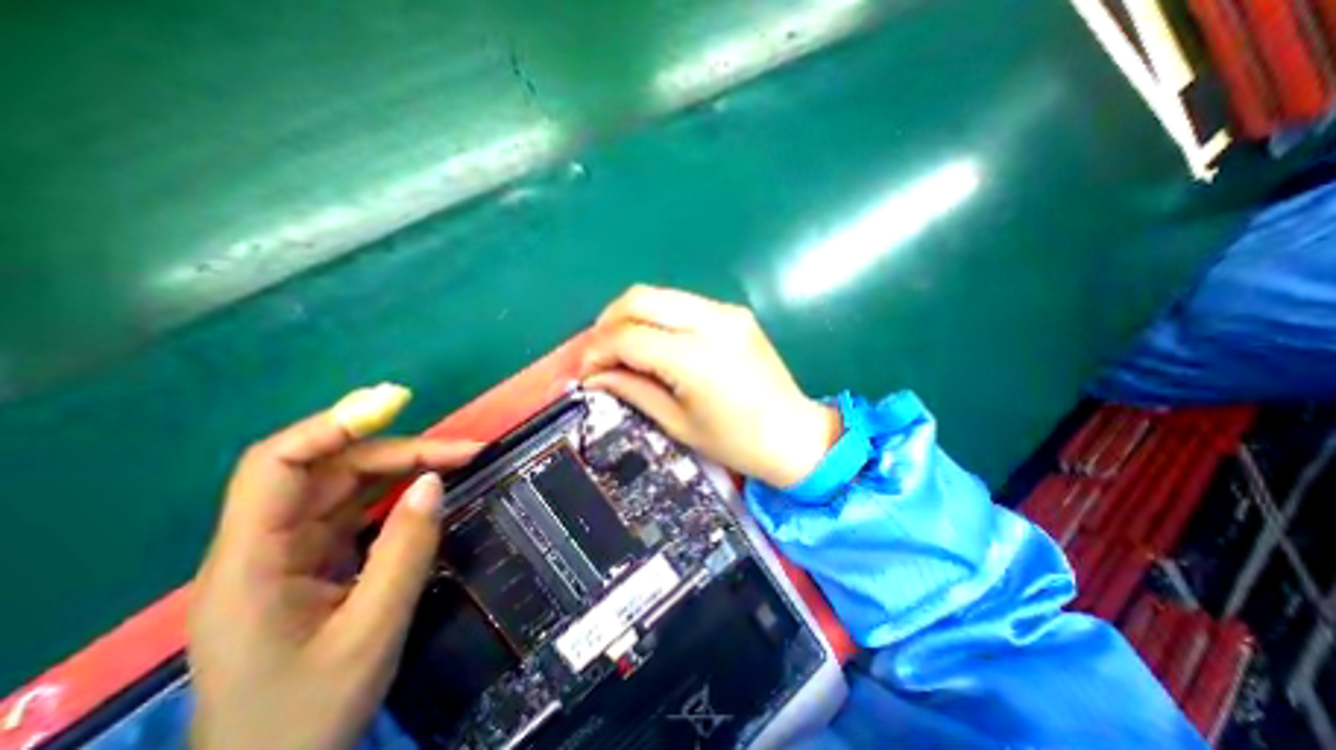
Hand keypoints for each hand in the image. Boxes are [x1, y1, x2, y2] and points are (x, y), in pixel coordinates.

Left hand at [189, 388, 480, 749]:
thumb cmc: (306, 717)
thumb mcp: (371, 631)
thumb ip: (405, 550)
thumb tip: (434, 481)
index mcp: (252, 563)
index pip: (276, 466)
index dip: (333, 425)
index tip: (396, 406)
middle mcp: (265, 546)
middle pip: (329, 469)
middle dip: (400, 451)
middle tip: (466, 452)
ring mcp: (292, 553)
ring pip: (348, 485)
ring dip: (405, 467)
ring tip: (460, 462)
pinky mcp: (316, 562)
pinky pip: (359, 510)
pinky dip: (398, 492)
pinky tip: (431, 489)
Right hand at [582, 284, 836, 487]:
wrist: (793, 433)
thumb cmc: (735, 441)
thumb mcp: (676, 422)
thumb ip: (631, 389)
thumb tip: (593, 375)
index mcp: (695, 357)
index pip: (628, 335)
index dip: (597, 350)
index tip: (584, 369)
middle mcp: (711, 321)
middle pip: (638, 298)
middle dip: (608, 322)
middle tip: (599, 352)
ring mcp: (726, 311)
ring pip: (659, 294)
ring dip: (631, 316)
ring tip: (621, 347)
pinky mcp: (734, 312)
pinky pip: (681, 304)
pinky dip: (657, 317)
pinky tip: (653, 342)